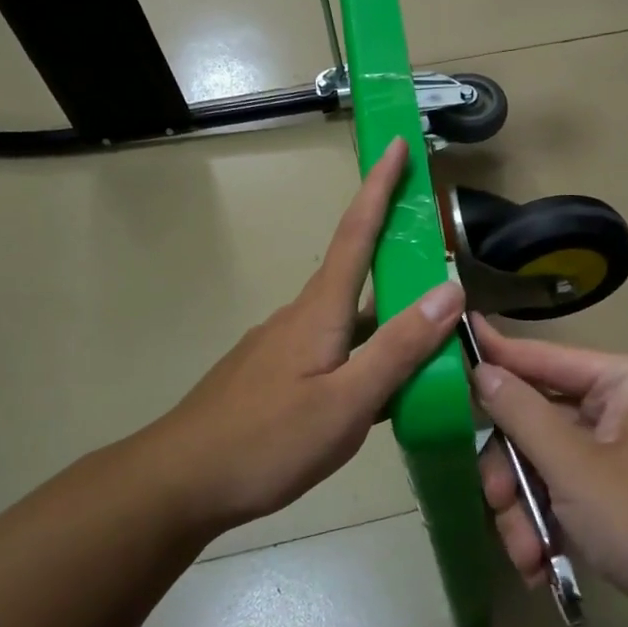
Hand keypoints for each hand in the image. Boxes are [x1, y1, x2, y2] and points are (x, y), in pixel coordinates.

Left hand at [138, 138, 463, 535]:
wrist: (178, 483)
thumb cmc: (267, 442)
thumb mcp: (347, 402)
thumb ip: (399, 348)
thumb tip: (449, 290)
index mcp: (319, 312)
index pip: (356, 232)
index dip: (379, 187)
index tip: (395, 144)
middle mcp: (300, 317)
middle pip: (358, 276)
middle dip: (399, 262)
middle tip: (442, 269)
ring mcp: (282, 347)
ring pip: (348, 322)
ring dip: (387, 323)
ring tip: (430, 349)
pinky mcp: (273, 376)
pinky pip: (332, 352)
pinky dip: (364, 358)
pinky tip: (381, 395)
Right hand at [471, 317, 627, 626]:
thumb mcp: (574, 467)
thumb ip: (521, 414)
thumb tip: (483, 371)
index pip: (546, 358)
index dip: (499, 353)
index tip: (457, 335)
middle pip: (543, 420)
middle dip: (515, 472)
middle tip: (495, 503)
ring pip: (551, 461)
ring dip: (530, 509)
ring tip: (525, 556)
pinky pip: (573, 487)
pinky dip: (553, 522)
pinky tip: (541, 563)